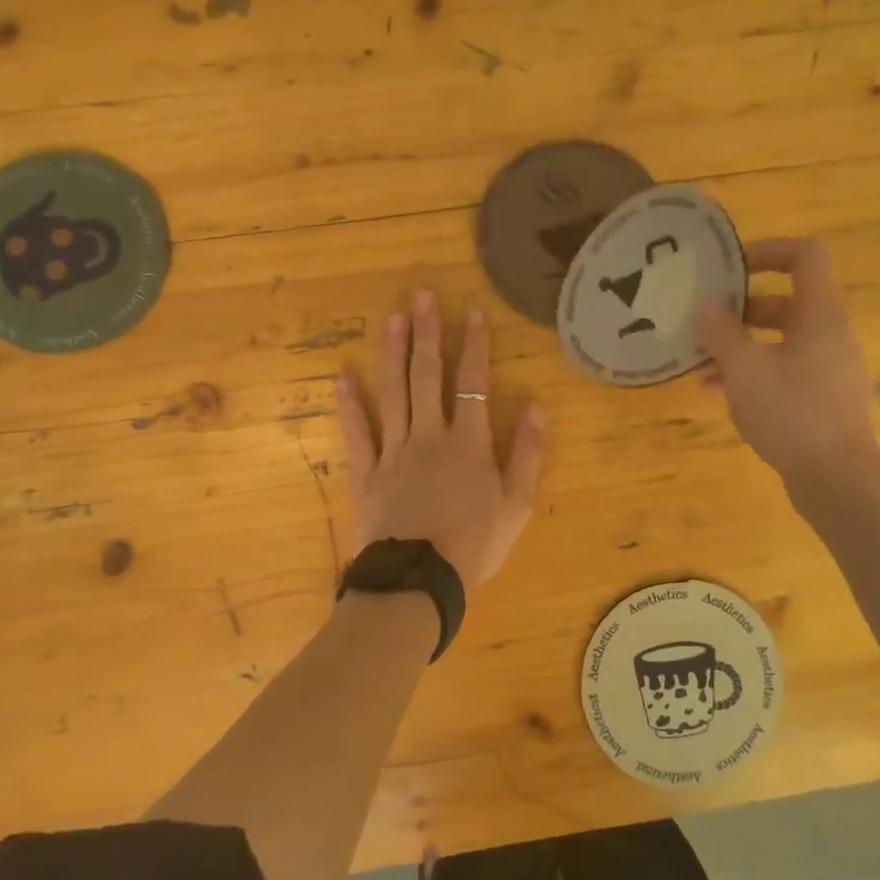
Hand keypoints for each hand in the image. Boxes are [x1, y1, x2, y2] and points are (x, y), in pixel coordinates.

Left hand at [335, 290, 547, 590]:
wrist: (419, 582)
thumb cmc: (475, 545)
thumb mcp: (517, 505)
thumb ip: (528, 454)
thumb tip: (537, 407)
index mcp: (469, 443)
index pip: (474, 383)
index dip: (475, 346)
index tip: (472, 311)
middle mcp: (430, 436)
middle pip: (428, 377)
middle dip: (428, 334)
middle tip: (421, 296)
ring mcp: (395, 452)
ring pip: (393, 393)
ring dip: (393, 354)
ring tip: (392, 319)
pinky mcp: (367, 473)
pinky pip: (357, 434)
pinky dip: (349, 406)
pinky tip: (342, 376)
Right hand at [695, 237, 879, 487]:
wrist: (837, 479)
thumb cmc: (791, 412)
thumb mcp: (744, 368)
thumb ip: (721, 332)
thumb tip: (707, 305)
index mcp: (819, 315)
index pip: (805, 256)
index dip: (768, 250)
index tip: (730, 267)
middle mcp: (830, 335)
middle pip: (785, 302)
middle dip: (741, 309)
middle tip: (705, 320)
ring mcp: (829, 369)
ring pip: (780, 342)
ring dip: (741, 346)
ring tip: (701, 363)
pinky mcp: (823, 400)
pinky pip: (785, 372)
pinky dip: (754, 374)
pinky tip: (718, 393)